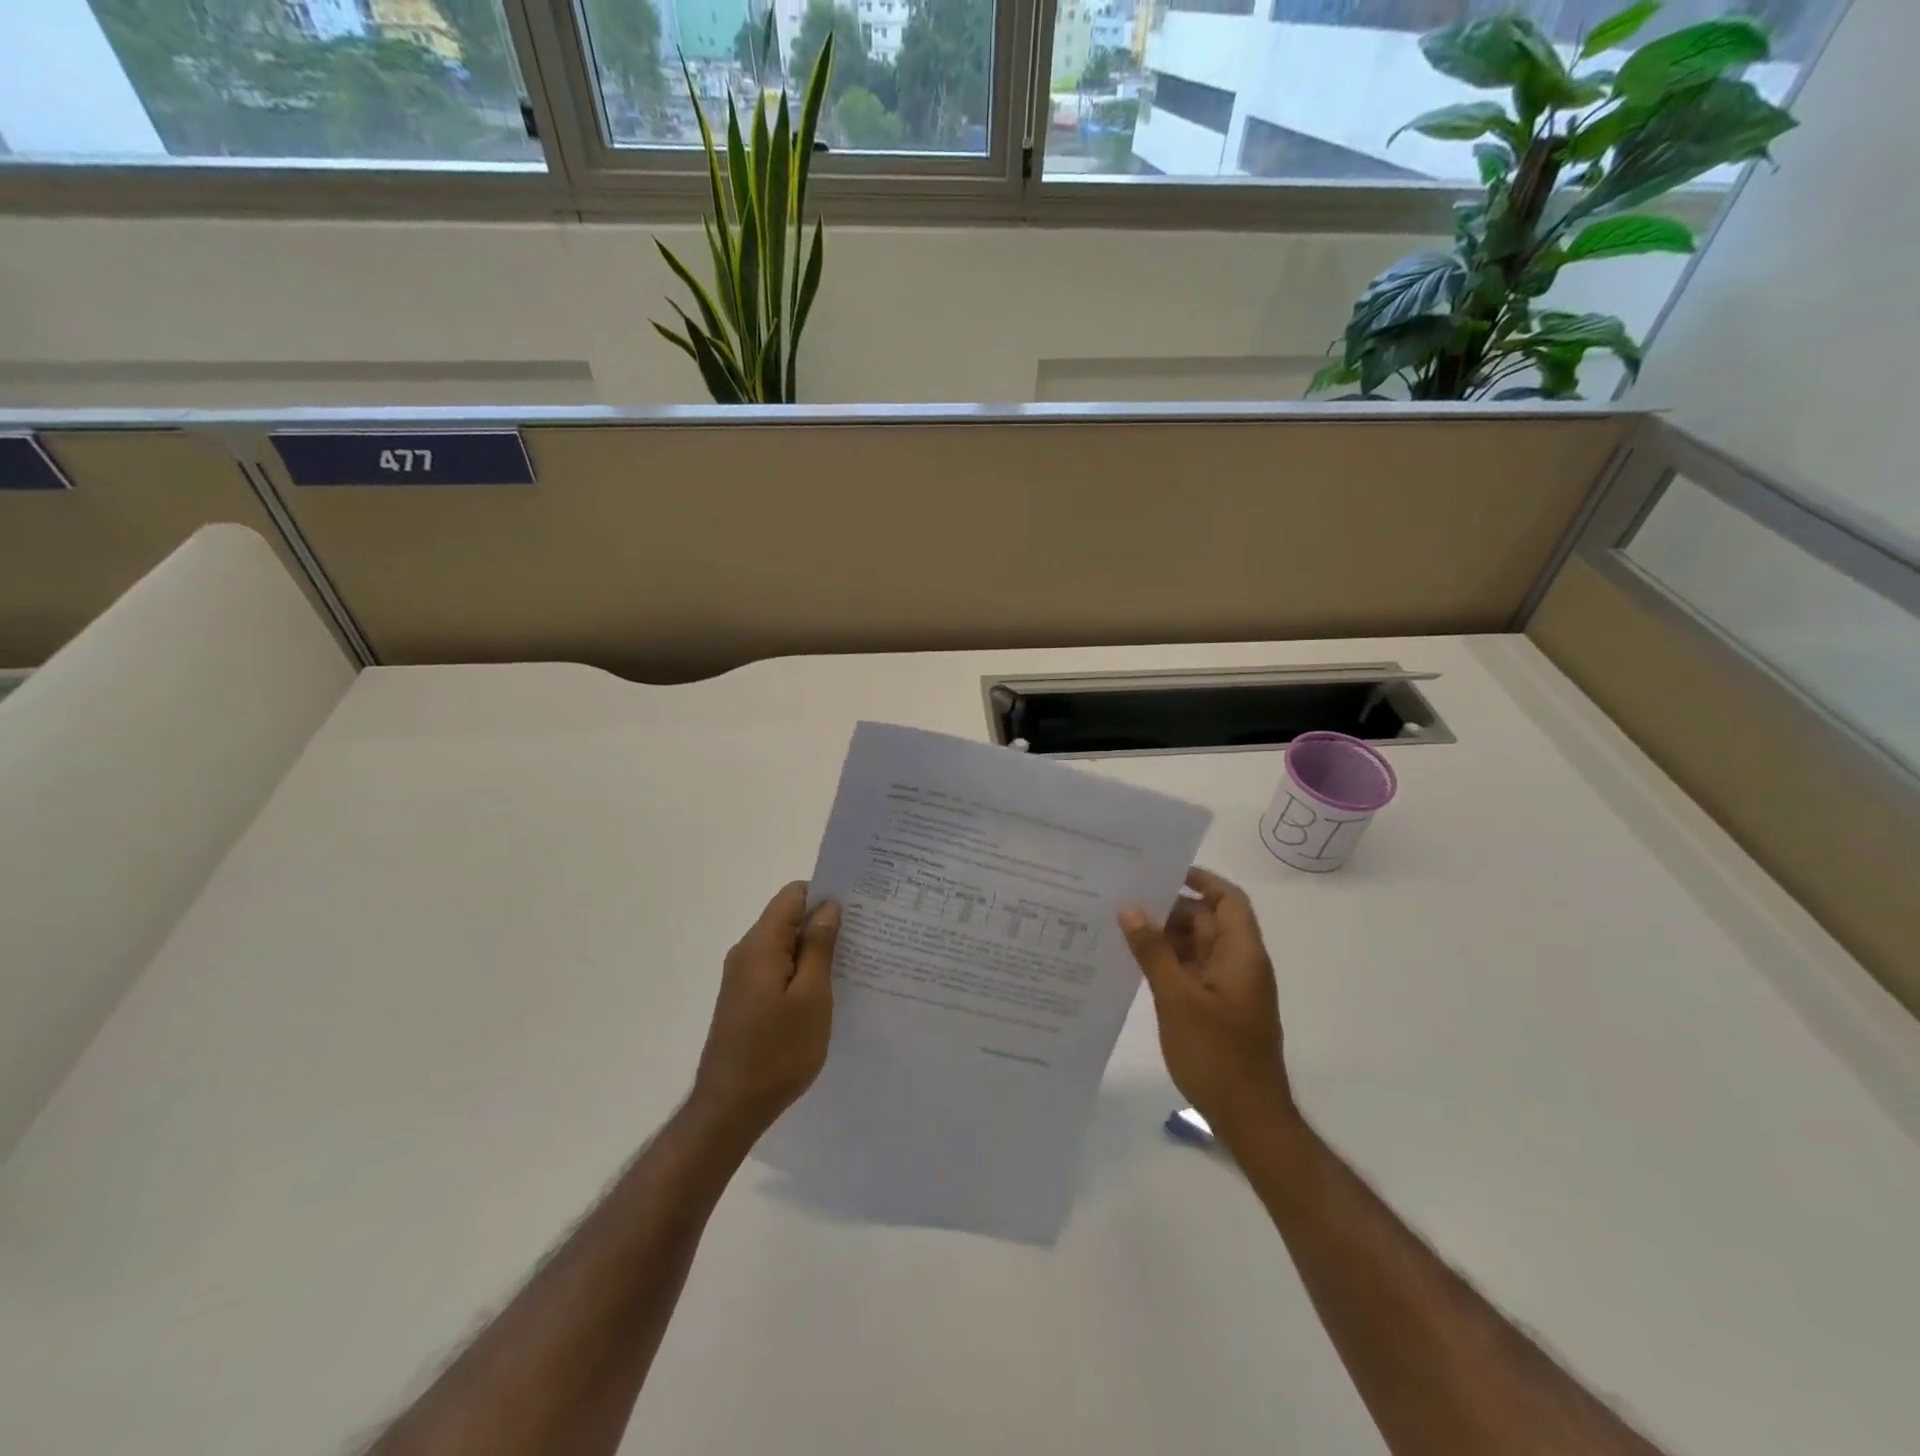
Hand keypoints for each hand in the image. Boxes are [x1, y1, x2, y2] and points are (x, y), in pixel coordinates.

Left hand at [690, 882, 839, 1142]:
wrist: (730, 1109)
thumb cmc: (777, 1051)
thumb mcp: (811, 997)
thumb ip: (819, 947)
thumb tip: (827, 906)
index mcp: (761, 945)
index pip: (793, 895)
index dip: (825, 894)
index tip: (858, 907)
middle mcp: (747, 953)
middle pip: (788, 919)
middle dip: (824, 922)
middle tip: (865, 936)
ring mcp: (743, 978)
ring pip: (784, 946)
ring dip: (815, 950)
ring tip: (854, 963)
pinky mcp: (745, 1000)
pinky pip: (777, 969)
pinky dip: (802, 971)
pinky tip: (827, 991)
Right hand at [1119, 867, 1293, 1145]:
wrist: (1248, 1118)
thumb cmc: (1217, 1054)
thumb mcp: (1177, 998)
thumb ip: (1153, 951)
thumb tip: (1132, 907)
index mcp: (1241, 954)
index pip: (1229, 900)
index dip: (1202, 880)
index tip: (1163, 872)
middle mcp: (1239, 964)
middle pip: (1209, 921)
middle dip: (1172, 909)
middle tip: (1127, 900)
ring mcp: (1230, 989)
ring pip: (1198, 947)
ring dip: (1167, 937)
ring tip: (1123, 927)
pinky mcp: (1218, 1009)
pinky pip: (1193, 971)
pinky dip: (1169, 962)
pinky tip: (1136, 964)